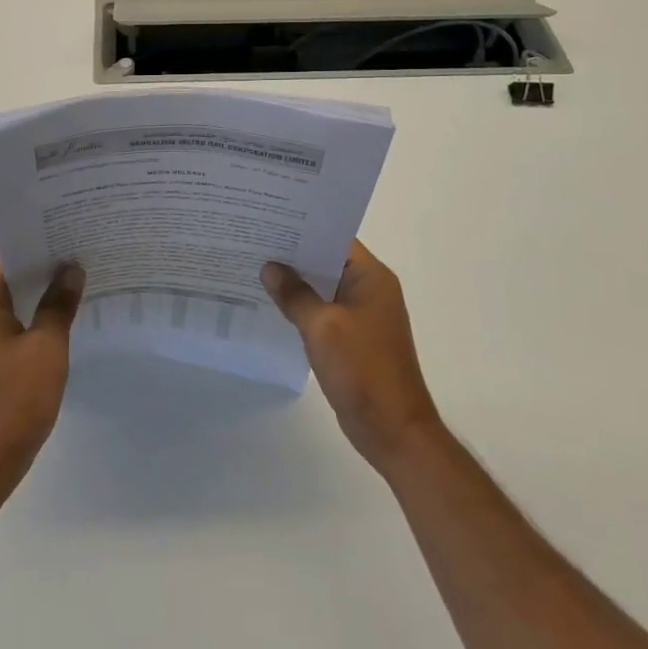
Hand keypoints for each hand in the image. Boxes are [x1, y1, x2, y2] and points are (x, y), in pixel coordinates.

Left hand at [0, 248, 83, 487]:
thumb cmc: (14, 401)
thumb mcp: (46, 348)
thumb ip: (59, 305)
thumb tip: (72, 268)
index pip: (4, 252)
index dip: (34, 234)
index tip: (66, 221)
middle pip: (8, 273)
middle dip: (43, 258)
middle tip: (81, 242)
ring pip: (12, 299)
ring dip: (41, 286)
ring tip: (79, 271)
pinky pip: (14, 322)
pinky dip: (36, 311)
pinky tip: (65, 312)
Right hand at [263, 240, 442, 472]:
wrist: (393, 430)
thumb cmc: (362, 369)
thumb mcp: (322, 327)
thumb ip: (294, 294)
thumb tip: (269, 267)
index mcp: (371, 277)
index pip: (335, 238)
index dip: (303, 228)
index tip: (270, 219)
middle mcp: (370, 289)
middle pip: (327, 261)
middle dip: (294, 254)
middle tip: (254, 240)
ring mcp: (362, 315)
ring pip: (323, 287)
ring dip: (296, 282)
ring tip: (256, 267)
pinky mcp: (353, 338)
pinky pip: (323, 311)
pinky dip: (302, 307)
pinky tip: (273, 305)